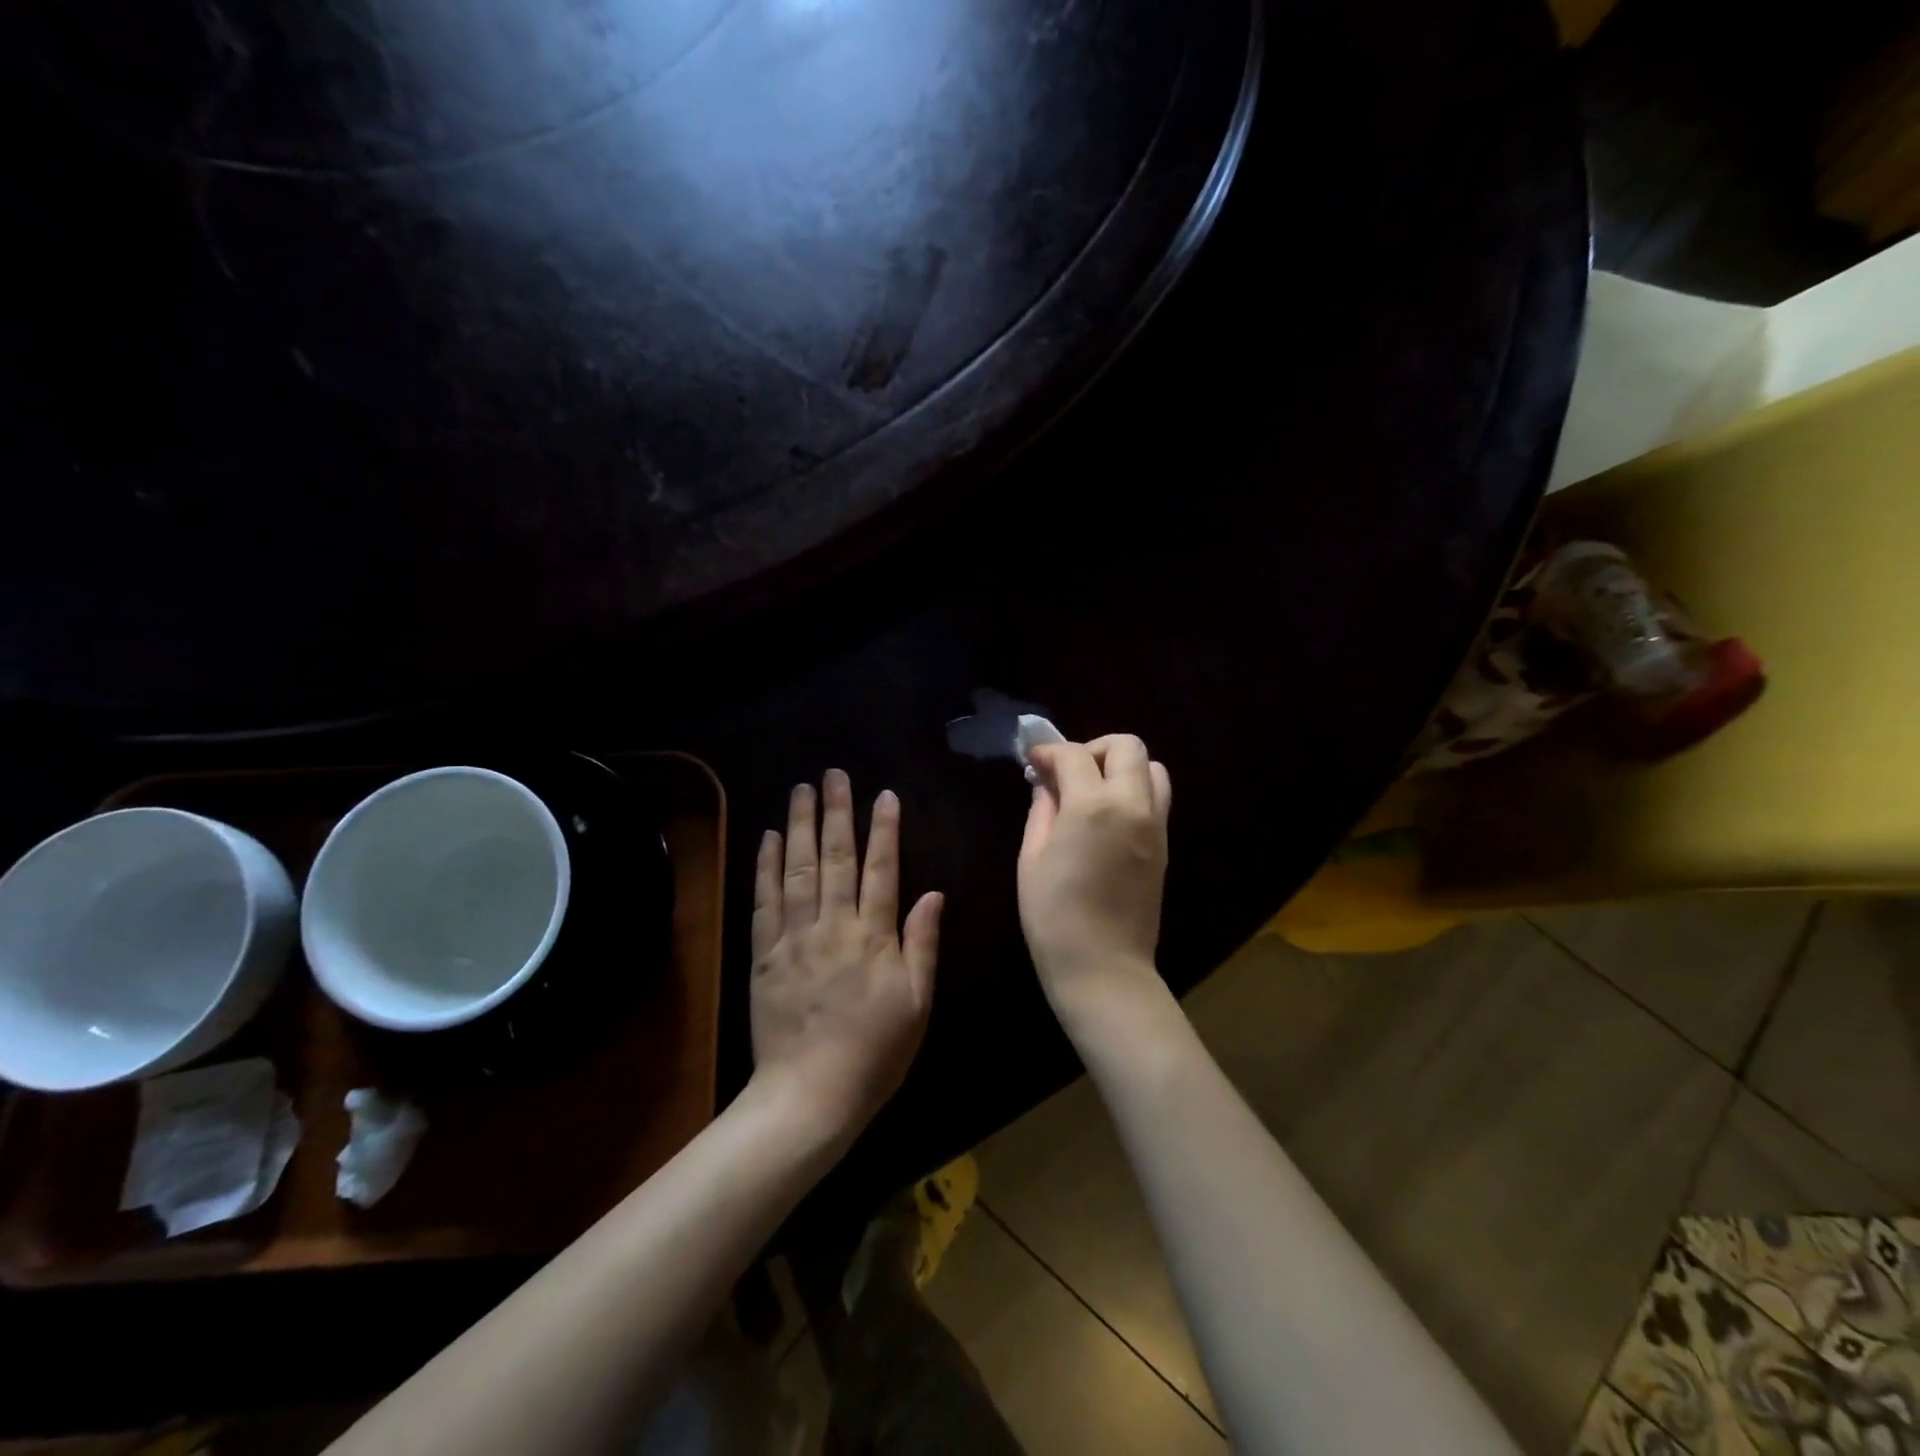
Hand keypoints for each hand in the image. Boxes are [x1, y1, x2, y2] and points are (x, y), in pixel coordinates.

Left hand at [750, 770, 941, 1142]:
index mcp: (874, 937)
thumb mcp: (917, 1004)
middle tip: (834, 775)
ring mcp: (794, 938)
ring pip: (798, 870)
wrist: (809, 1095)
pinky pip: (764, 902)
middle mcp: (833, 926)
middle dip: (836, 812)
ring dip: (800, 826)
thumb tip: (932, 893)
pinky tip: (769, 838)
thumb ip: (922, 944)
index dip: (883, 830)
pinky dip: (766, 867)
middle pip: (835, 858)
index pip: (881, 870)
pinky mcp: (764, 955)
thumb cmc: (875, 1053)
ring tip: (801, 790)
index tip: (883, 795)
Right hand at [1018, 736, 1171, 1022]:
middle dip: (1093, 748)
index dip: (1048, 752)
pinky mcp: (1165, 845)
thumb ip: (1042, 811)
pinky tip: (1105, 817)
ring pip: (1153, 768)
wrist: (1103, 968)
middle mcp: (1133, 805)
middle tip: (1067, 772)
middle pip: (1127, 746)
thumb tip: (1046, 785)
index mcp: (1094, 807)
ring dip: (1121, 767)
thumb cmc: (1054, 916)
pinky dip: (1133, 791)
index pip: (1074, 755)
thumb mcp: (1032, 859)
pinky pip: (1156, 798)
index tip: (1032, 761)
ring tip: (1091, 792)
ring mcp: (1155, 825)